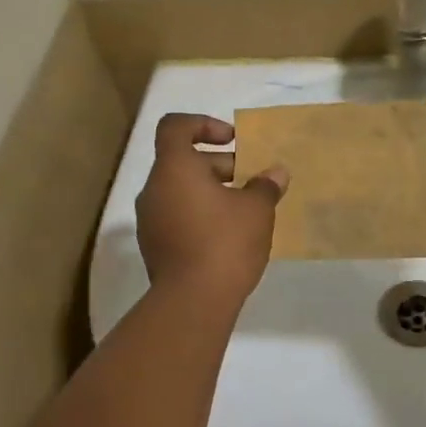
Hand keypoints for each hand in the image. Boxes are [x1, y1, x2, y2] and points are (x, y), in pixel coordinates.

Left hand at [136, 114, 288, 306]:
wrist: (192, 301)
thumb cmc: (225, 242)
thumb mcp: (256, 210)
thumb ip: (265, 185)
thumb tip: (275, 173)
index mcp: (174, 168)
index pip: (175, 127)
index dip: (203, 124)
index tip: (232, 140)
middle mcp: (154, 189)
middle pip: (182, 162)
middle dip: (219, 165)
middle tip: (251, 182)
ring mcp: (149, 220)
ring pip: (180, 191)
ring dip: (210, 192)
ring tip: (244, 210)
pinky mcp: (154, 247)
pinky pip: (176, 217)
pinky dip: (199, 215)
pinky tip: (227, 236)